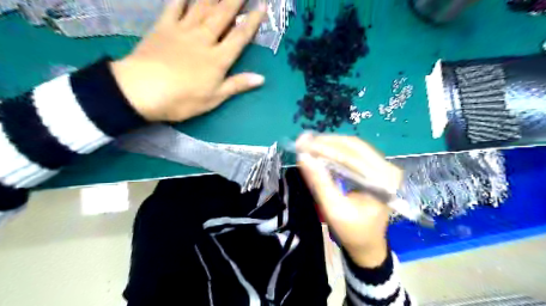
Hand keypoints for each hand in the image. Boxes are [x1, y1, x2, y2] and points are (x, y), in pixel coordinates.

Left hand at [110, 0, 265, 121]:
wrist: (142, 91)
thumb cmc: (183, 100)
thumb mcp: (214, 98)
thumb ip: (237, 85)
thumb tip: (261, 78)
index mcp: (218, 59)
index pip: (239, 37)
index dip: (252, 22)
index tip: (262, 6)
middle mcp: (204, 40)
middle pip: (223, 16)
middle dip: (236, 0)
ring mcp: (183, 31)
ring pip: (202, 7)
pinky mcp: (163, 28)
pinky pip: (174, 7)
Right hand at [297, 133, 402, 265]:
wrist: (367, 244)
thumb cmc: (352, 231)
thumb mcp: (333, 209)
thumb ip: (319, 182)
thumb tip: (303, 157)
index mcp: (384, 181)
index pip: (352, 156)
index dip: (325, 148)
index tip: (302, 144)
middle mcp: (388, 169)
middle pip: (354, 147)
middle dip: (327, 143)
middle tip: (303, 141)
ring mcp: (383, 167)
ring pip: (354, 147)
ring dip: (330, 144)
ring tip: (309, 144)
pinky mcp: (376, 169)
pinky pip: (354, 154)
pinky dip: (336, 151)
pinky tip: (321, 151)